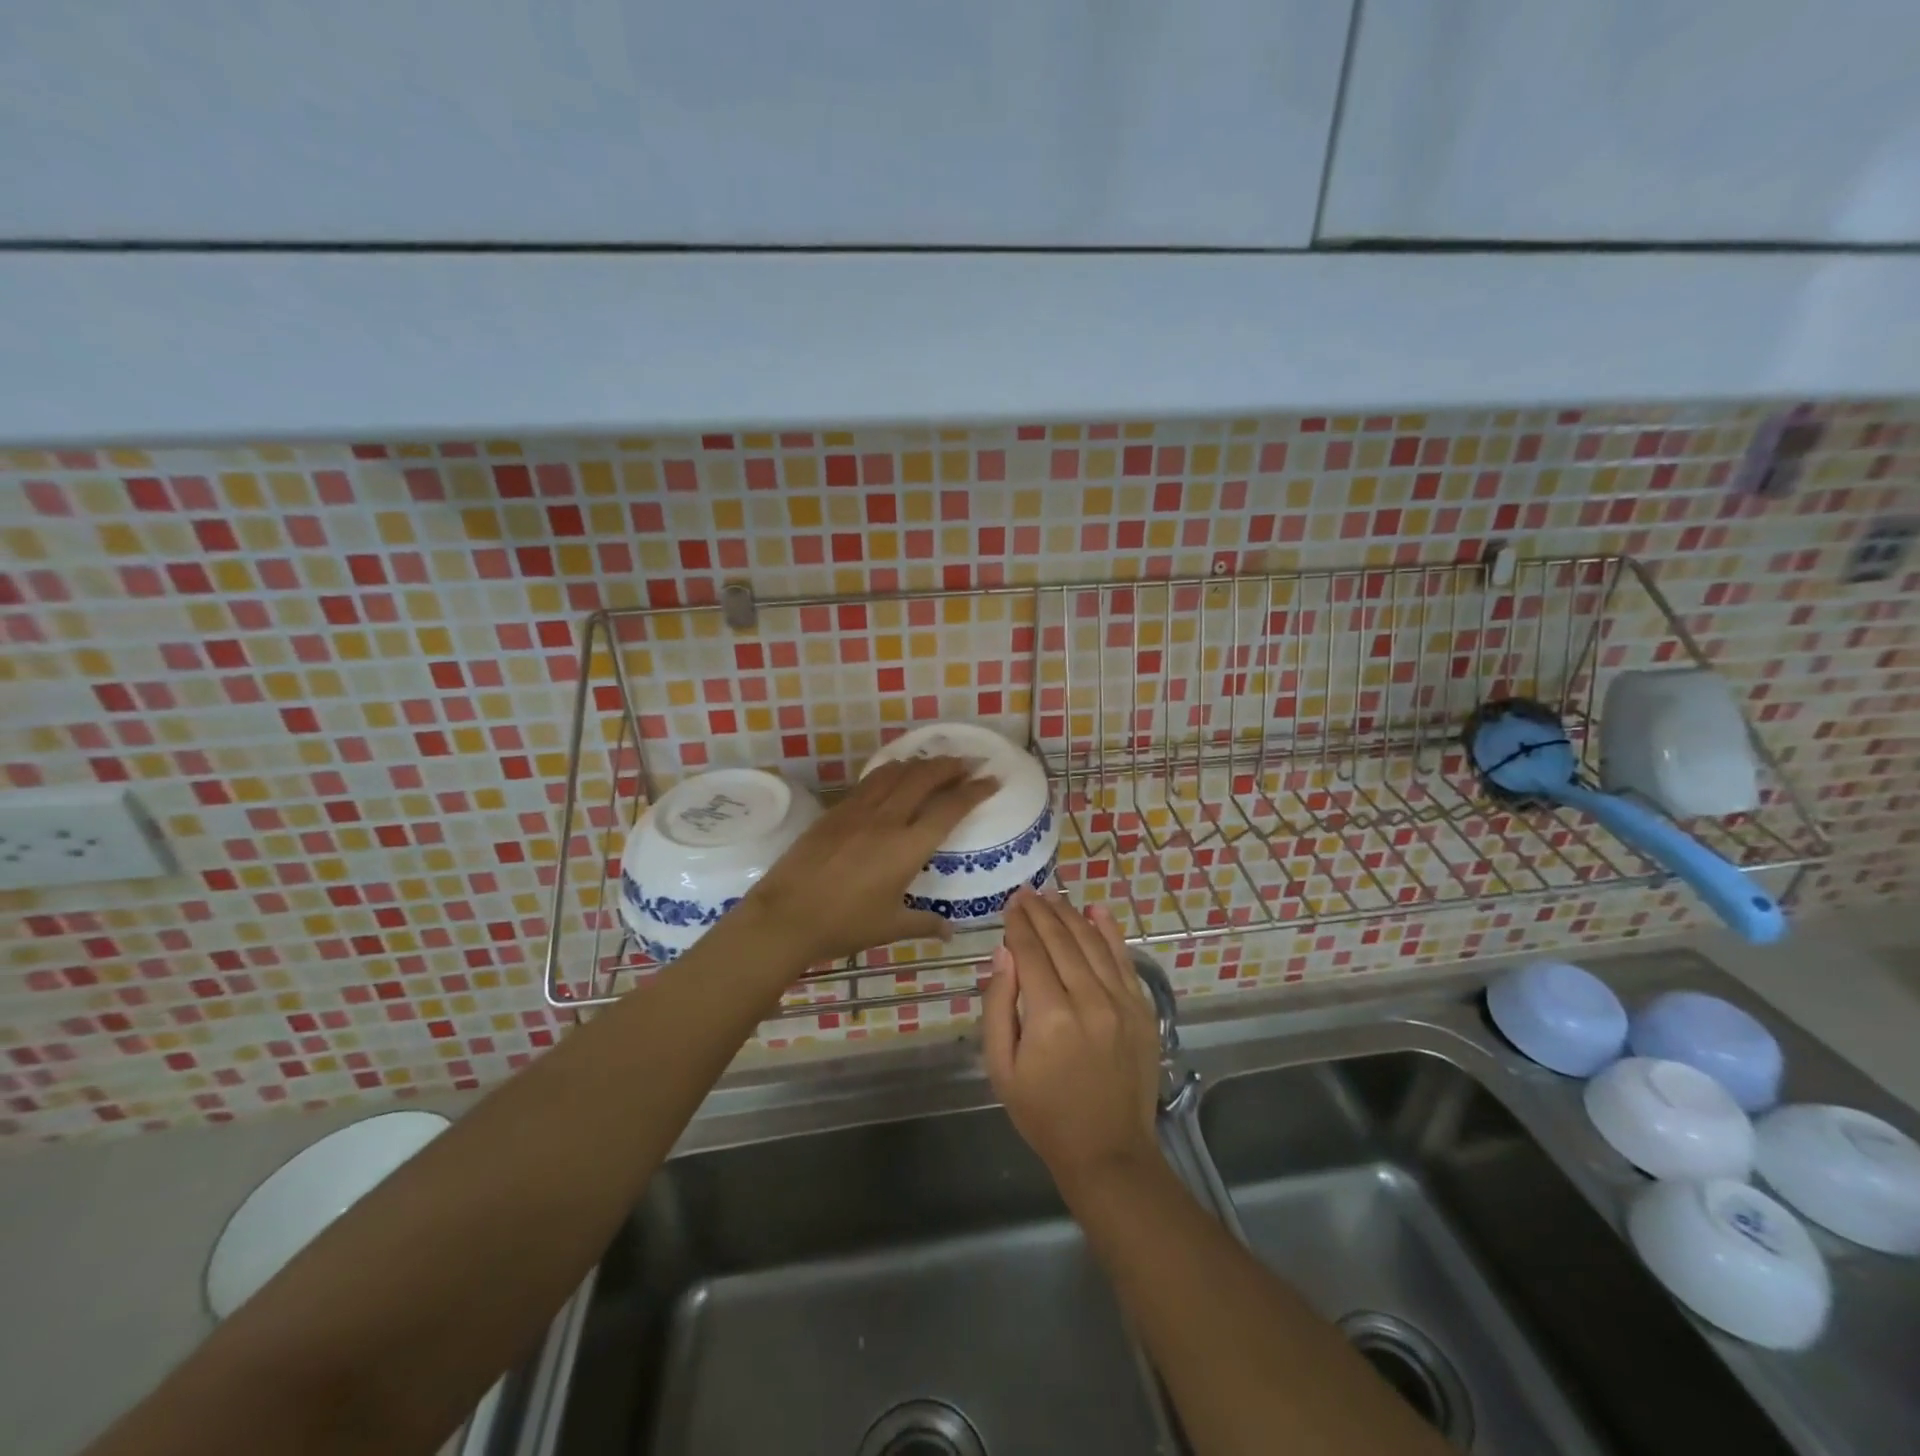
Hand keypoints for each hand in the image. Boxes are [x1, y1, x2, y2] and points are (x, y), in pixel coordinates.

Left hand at [742, 756, 996, 966]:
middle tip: (970, 762)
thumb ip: (924, 923)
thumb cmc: (843, 925)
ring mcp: (858, 810)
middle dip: (952, 765)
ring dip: (921, 763)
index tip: (992, 779)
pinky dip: (891, 771)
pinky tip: (895, 775)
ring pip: (896, 772)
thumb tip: (949, 930)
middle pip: (925, 777)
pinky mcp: (835, 811)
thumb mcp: (889, 927)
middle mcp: (887, 819)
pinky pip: (870, 780)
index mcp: (907, 847)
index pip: (950, 808)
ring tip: (936, 763)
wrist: (785, 915)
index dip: (975, 791)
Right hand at [984, 888, 1163, 1198]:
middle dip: (1041, 911)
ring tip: (1053, 896)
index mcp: (1049, 1017)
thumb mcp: (1002, 1068)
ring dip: (1070, 915)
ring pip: (1092, 943)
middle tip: (1027, 892)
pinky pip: (1124, 960)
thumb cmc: (1044, 1113)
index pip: (1031, 952)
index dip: (1019, 924)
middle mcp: (1089, 1000)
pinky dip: (1110, 932)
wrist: (1108, 1151)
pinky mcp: (1142, 1010)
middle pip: (1061, 940)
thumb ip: (998, 1006)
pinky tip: (1096, 911)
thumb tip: (1004, 954)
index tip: (1010, 904)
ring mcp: (1121, 1003)